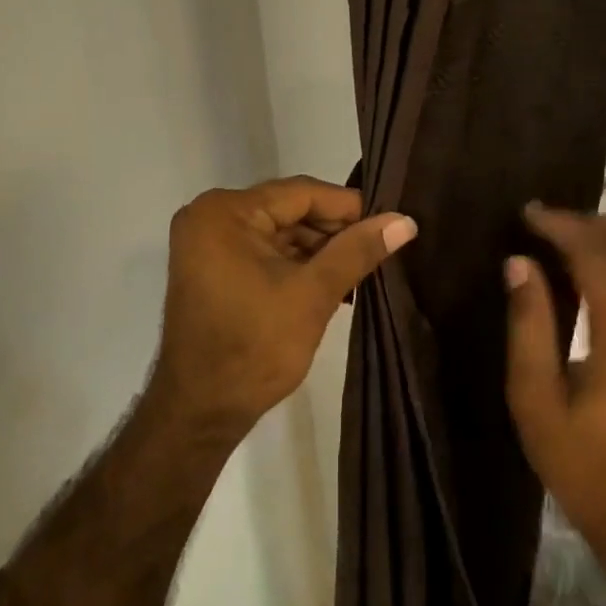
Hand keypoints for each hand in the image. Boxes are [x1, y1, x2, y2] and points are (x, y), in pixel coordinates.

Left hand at [151, 176, 416, 439]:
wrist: (200, 412)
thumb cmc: (254, 347)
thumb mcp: (313, 294)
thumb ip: (357, 250)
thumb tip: (405, 221)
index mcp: (225, 212)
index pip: (300, 193)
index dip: (349, 207)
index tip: (390, 222)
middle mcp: (210, 216)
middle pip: (289, 210)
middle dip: (334, 232)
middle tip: (379, 249)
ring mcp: (207, 243)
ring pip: (279, 232)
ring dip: (318, 250)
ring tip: (362, 269)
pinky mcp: (212, 268)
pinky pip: (263, 251)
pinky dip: (295, 264)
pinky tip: (332, 282)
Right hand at [504, 205, 605, 566]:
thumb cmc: (584, 467)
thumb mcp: (536, 402)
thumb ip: (528, 327)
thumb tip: (519, 263)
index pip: (600, 257)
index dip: (563, 225)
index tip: (528, 214)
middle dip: (602, 221)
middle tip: (557, 227)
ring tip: (571, 246)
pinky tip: (595, 280)